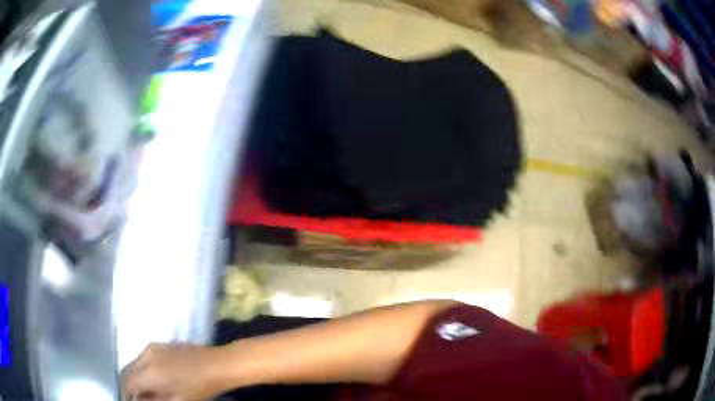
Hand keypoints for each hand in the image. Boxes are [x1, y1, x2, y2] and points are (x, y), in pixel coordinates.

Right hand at [122, 343, 226, 400]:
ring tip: (147, 391)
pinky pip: (143, 357)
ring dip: (136, 377)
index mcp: (148, 372)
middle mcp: (145, 355)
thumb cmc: (198, 387)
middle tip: (138, 398)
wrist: (217, 364)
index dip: (126, 394)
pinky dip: (143, 369)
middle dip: (130, 385)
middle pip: (127, 371)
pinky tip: (154, 379)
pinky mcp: (160, 344)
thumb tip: (138, 400)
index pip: (127, 383)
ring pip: (135, 363)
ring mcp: (152, 347)